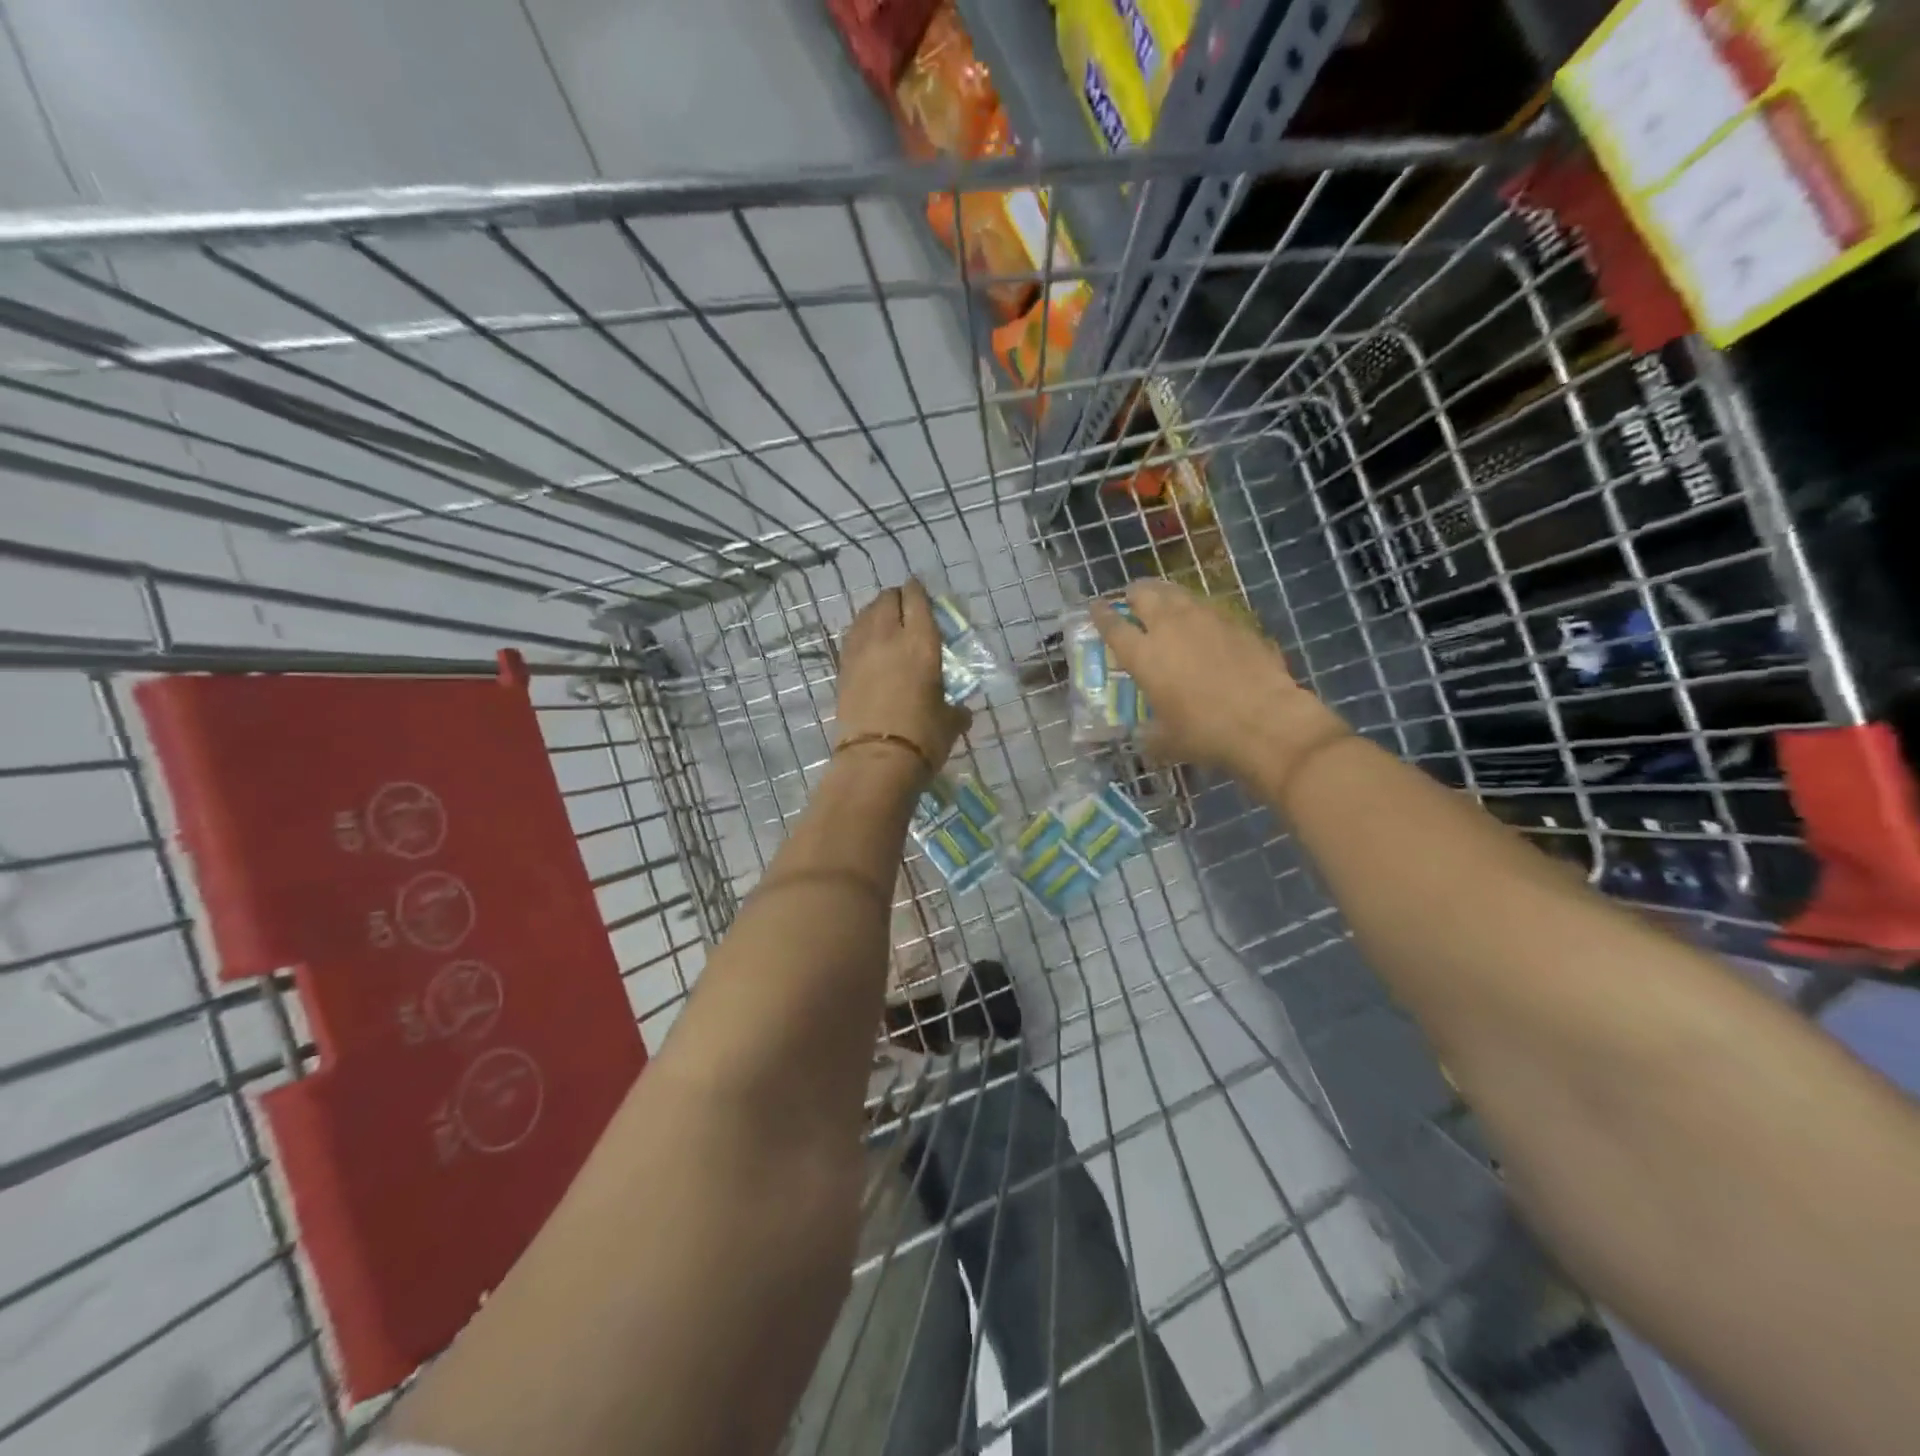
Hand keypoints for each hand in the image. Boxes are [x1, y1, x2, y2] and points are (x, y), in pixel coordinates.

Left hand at [836, 581, 970, 775]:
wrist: (876, 760)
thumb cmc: (923, 738)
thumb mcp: (950, 722)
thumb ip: (956, 710)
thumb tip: (960, 712)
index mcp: (921, 642)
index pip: (917, 600)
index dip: (918, 590)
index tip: (919, 589)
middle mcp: (888, 637)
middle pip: (887, 600)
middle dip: (896, 598)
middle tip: (904, 607)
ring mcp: (860, 651)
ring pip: (865, 614)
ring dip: (875, 612)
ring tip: (884, 621)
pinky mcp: (842, 669)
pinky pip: (852, 637)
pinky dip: (861, 632)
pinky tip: (867, 642)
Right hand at [1092, 579, 1347, 783]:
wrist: (1265, 721)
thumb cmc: (1205, 733)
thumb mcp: (1166, 741)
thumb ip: (1149, 733)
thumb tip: (1143, 736)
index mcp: (1144, 655)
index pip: (1113, 626)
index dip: (1102, 615)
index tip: (1096, 607)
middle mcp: (1170, 627)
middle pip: (1146, 595)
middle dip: (1135, 593)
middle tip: (1133, 598)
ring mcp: (1206, 619)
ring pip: (1178, 593)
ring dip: (1166, 594)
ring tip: (1165, 601)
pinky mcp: (1237, 622)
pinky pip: (1210, 608)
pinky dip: (1199, 611)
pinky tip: (1204, 623)